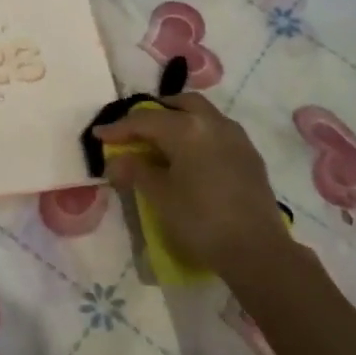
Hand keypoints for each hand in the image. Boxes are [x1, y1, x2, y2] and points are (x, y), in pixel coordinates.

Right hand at [93, 93, 293, 273]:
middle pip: (179, 104)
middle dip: (155, 112)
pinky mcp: (250, 155)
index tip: (98, 135)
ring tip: (163, 141)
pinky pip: (218, 131)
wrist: (256, 250)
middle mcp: (213, 123)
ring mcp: (236, 137)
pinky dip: (199, 134)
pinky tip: (192, 157)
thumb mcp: (160, 196)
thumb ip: (136, 171)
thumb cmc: (201, 221)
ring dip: (180, 119)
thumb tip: (117, 161)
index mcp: (187, 129)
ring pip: (203, 114)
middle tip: (136, 130)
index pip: (145, 120)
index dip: (119, 127)